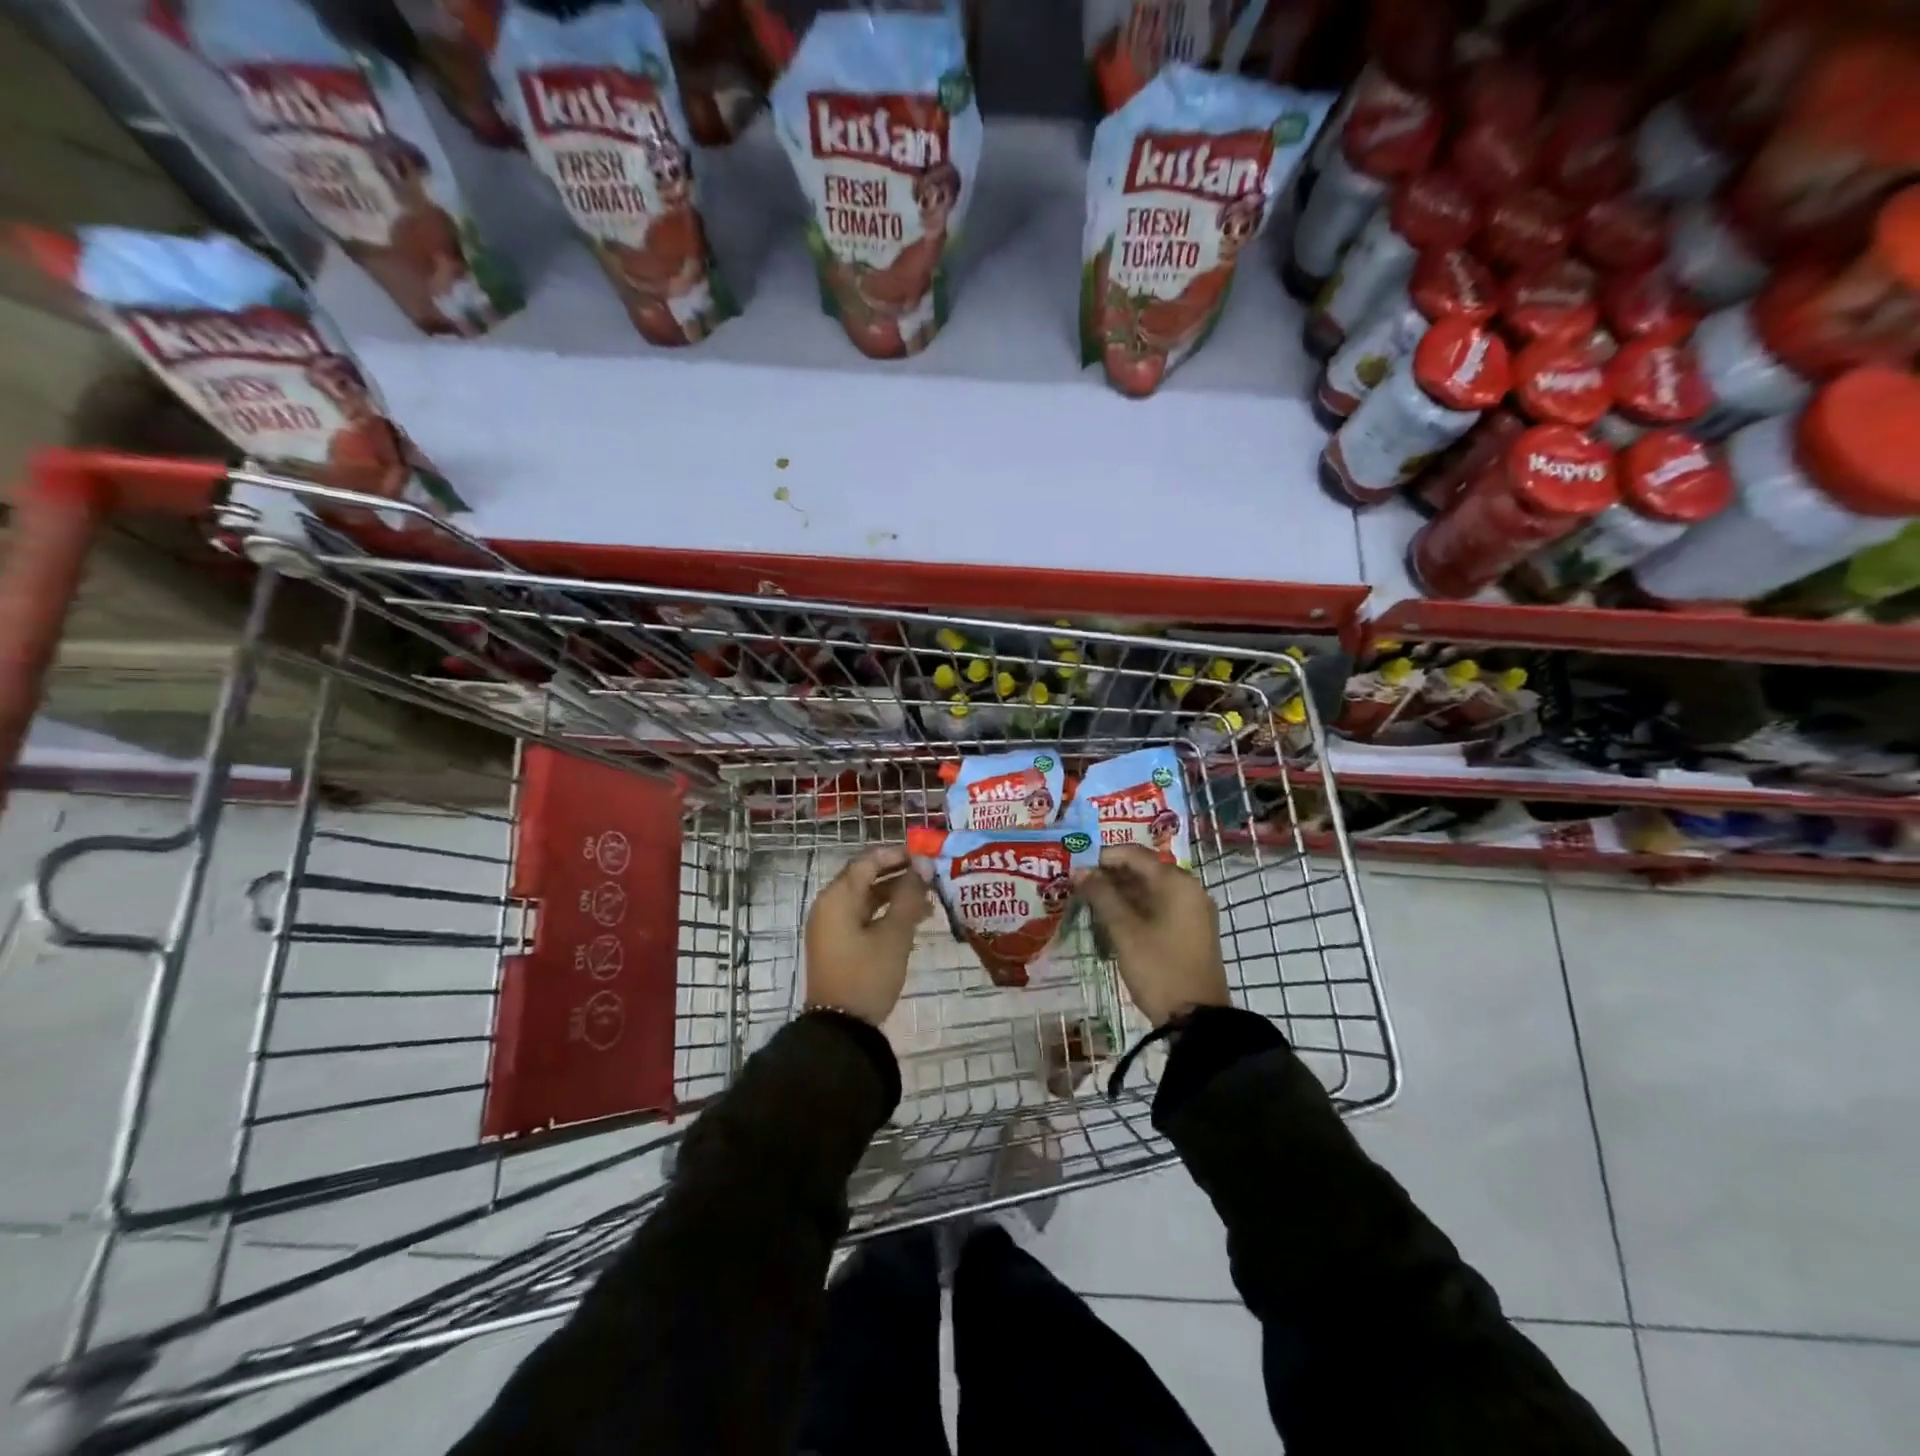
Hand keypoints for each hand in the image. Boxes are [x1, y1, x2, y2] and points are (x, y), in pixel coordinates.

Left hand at [803, 846, 931, 1026]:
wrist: (841, 1030)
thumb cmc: (867, 975)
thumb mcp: (894, 934)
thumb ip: (909, 895)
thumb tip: (923, 864)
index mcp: (837, 897)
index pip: (868, 860)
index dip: (897, 854)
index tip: (926, 855)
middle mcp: (829, 905)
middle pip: (866, 877)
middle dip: (899, 874)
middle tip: (932, 876)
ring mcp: (830, 926)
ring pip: (866, 899)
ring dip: (895, 895)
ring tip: (930, 900)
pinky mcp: (837, 944)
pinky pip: (862, 917)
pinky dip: (885, 914)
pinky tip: (913, 921)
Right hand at [1074, 845, 1230, 1026]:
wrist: (1198, 1020)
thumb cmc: (1159, 968)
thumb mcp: (1125, 930)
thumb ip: (1101, 896)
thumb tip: (1080, 871)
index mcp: (1177, 882)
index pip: (1135, 854)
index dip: (1103, 857)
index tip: (1075, 867)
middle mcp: (1189, 889)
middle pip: (1143, 870)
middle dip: (1110, 876)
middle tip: (1078, 886)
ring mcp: (1192, 911)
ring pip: (1150, 890)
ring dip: (1120, 893)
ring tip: (1088, 902)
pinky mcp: (1190, 931)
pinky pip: (1158, 907)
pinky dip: (1135, 909)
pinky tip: (1110, 919)